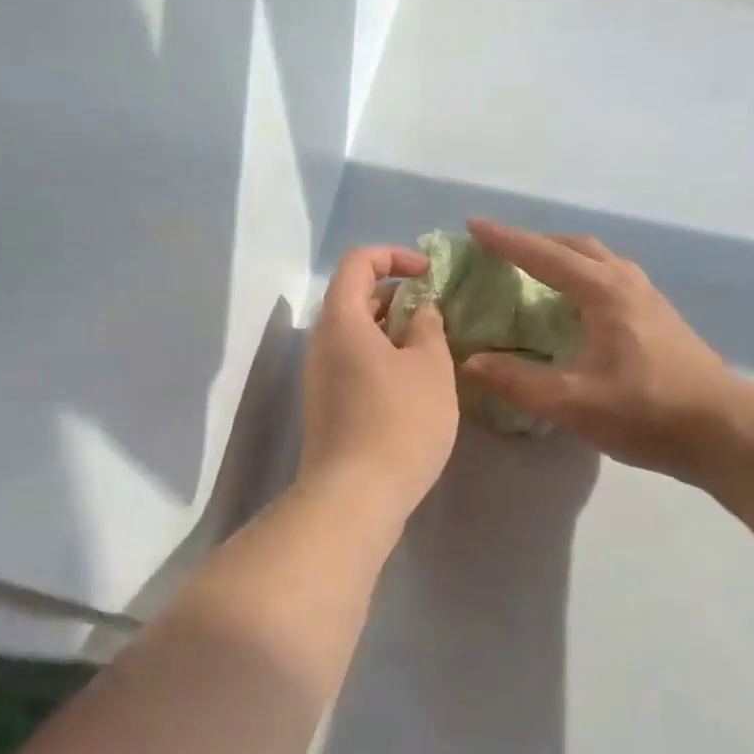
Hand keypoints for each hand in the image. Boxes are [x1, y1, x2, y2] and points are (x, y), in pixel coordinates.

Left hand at [298, 245, 459, 521]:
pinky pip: (352, 362)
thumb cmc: (399, 422)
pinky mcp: (326, 406)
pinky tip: (412, 382)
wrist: (354, 497)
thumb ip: (428, 328)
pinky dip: (381, 356)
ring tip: (430, 346)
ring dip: (390, 328)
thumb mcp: (430, 368)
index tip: (429, 273)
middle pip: (353, 297)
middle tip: (434, 312)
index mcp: (342, 320)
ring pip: (354, 333)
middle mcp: (322, 343)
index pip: (358, 263)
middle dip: (395, 293)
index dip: (394, 256)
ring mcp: (319, 377)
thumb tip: (419, 310)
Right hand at [459, 220, 733, 481]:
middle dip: (535, 242)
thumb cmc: (647, 411)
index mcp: (603, 292)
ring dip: (563, 256)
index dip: (505, 240)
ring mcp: (648, 297)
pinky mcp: (660, 316)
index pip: (543, 255)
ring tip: (537, 271)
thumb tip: (471, 362)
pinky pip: (612, 276)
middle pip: (575, 247)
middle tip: (502, 251)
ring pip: (599, 259)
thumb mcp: (573, 403)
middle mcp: (626, 282)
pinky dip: (584, 274)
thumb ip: (518, 382)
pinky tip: (578, 304)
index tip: (473, 225)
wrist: (726, 430)